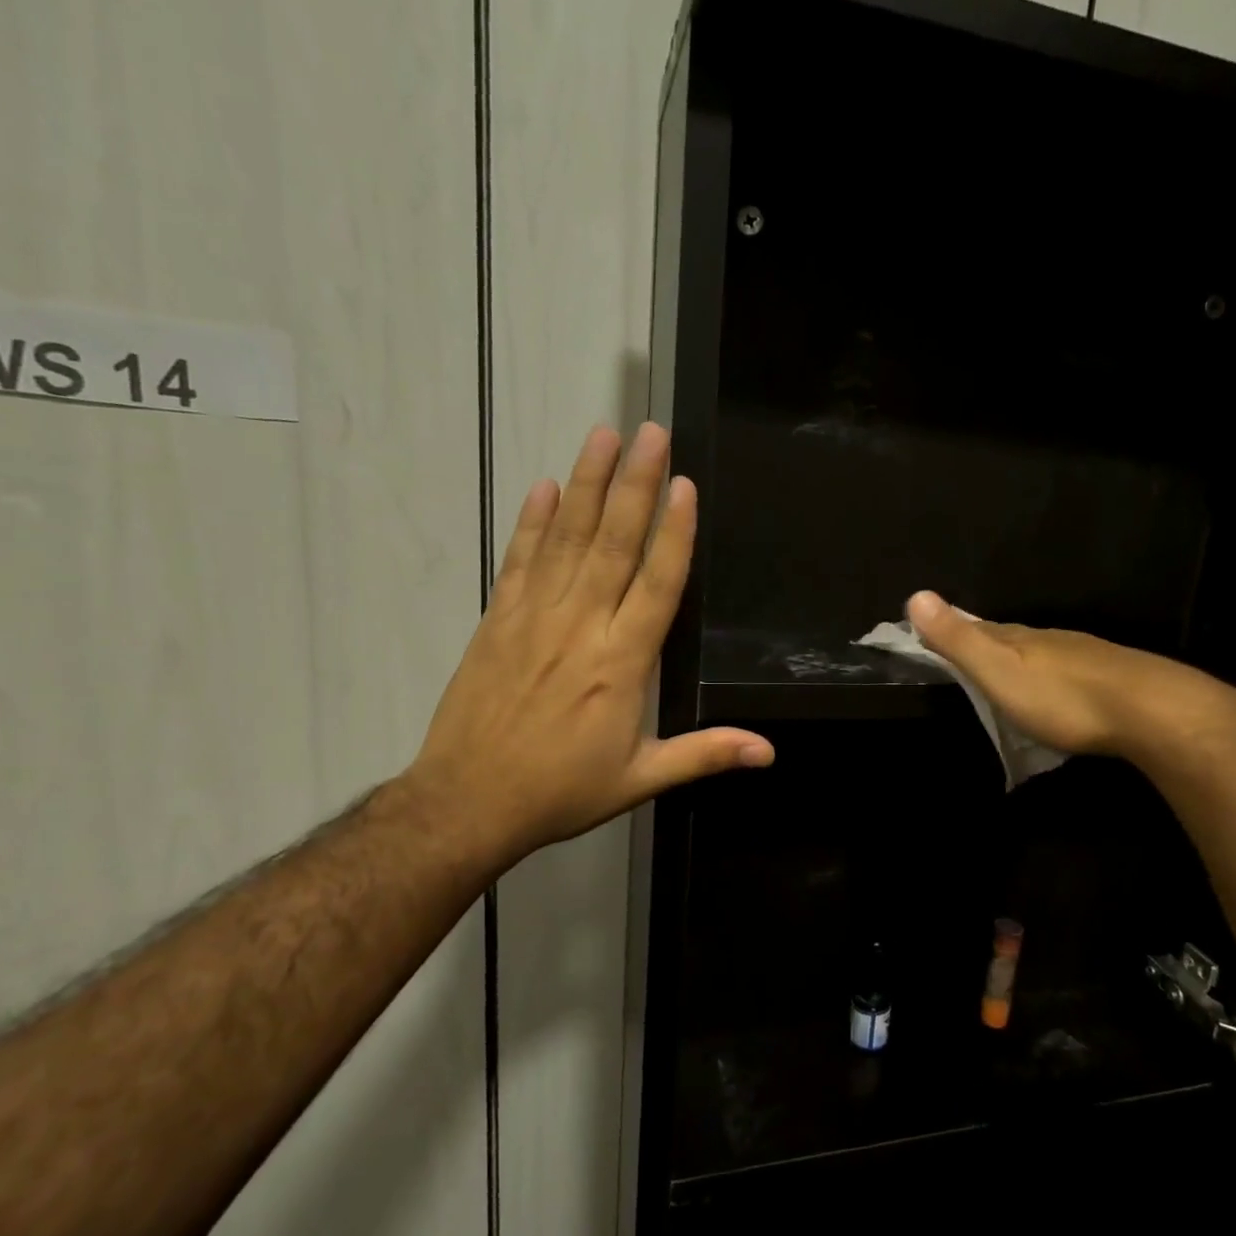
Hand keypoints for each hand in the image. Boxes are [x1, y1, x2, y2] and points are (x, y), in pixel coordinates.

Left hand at [405, 423, 772, 873]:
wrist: (467, 803)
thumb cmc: (561, 791)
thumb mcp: (641, 778)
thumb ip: (705, 755)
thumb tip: (769, 752)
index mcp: (622, 662)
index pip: (657, 584)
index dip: (675, 533)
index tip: (684, 484)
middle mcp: (581, 626)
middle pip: (614, 544)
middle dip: (636, 485)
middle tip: (652, 432)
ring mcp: (534, 617)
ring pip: (567, 539)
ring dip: (588, 484)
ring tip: (604, 436)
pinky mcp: (498, 620)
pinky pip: (520, 560)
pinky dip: (533, 522)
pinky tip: (545, 486)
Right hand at [905, 590, 1235, 763]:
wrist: (1150, 710)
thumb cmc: (1062, 697)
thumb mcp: (999, 671)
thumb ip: (959, 639)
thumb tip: (915, 594)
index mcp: (1019, 638)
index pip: (979, 628)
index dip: (955, 630)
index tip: (936, 634)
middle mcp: (1050, 639)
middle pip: (1012, 638)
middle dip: (990, 644)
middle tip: (971, 658)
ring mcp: (1084, 656)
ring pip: (1044, 654)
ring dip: (1024, 663)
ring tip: (1011, 677)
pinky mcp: (1112, 677)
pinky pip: (1070, 672)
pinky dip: (1054, 678)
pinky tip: (1059, 692)